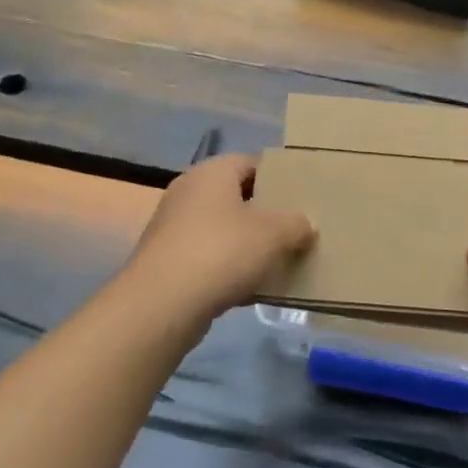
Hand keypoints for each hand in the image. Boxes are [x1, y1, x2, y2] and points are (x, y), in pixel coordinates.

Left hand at [126, 154, 313, 322]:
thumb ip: (296, 224)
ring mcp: (174, 227)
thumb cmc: (221, 252)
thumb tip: (305, 225)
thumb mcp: (274, 234)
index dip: (279, 177)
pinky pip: (209, 258)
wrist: (161, 305)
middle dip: (266, 214)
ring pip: (223, 230)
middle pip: (237, 197)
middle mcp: (188, 192)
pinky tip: (252, 290)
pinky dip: (229, 270)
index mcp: (212, 172)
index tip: (303, 197)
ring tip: (280, 261)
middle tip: (296, 229)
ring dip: (248, 244)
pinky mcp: (167, 261)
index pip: (252, 162)